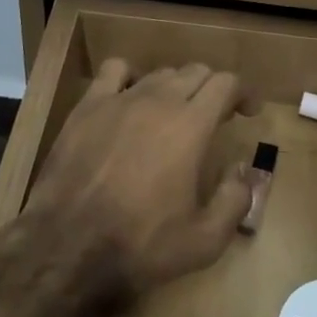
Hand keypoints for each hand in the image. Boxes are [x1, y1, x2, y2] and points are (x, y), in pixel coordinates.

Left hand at [20, 60, 253, 301]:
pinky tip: (131, 98)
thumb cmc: (140, 244)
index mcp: (191, 126)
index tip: (249, 112)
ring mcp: (120, 99)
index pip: (226, 83)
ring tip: (176, 112)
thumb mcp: (204, 240)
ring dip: (177, 86)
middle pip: (196, 72)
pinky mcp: (88, 106)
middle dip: (214, 89)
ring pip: (159, 72)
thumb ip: (236, 200)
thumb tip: (243, 170)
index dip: (244, 93)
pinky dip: (130, 76)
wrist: (67, 246)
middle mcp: (159, 100)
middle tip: (217, 116)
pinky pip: (115, 70)